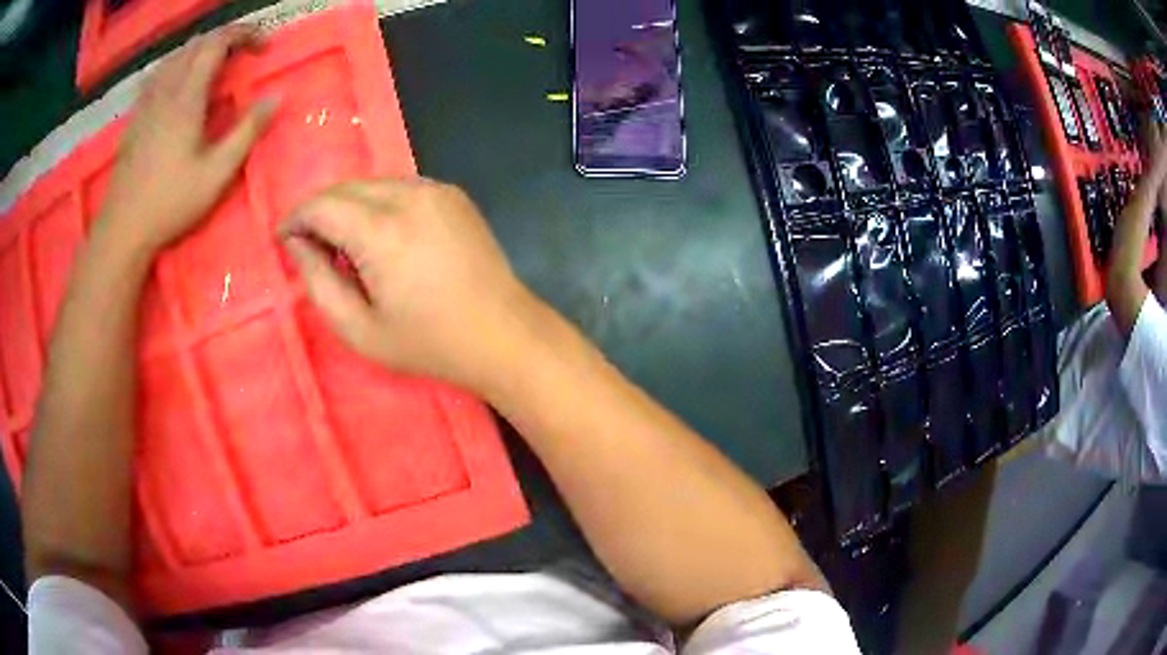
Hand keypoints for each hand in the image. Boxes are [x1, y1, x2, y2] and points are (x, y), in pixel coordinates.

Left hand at [95, 25, 277, 255]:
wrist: (122, 229)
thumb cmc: (171, 203)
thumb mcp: (217, 173)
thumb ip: (248, 131)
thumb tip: (278, 97)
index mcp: (187, 97)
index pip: (217, 43)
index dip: (244, 35)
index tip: (262, 47)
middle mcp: (165, 90)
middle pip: (196, 44)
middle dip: (224, 39)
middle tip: (241, 55)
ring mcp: (146, 103)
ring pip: (174, 57)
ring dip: (198, 51)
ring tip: (212, 65)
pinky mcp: (135, 118)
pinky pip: (157, 75)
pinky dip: (175, 66)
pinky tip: (176, 83)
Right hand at [278, 179, 540, 391]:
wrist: (504, 334)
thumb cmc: (429, 343)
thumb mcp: (360, 329)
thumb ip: (318, 282)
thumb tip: (297, 244)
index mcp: (383, 231)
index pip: (322, 205)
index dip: (296, 218)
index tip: (283, 238)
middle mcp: (409, 196)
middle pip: (346, 188)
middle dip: (320, 212)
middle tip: (310, 246)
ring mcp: (436, 190)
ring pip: (373, 184)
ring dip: (349, 207)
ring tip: (345, 247)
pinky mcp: (453, 194)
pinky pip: (400, 188)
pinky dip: (378, 205)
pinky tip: (382, 239)